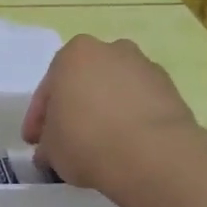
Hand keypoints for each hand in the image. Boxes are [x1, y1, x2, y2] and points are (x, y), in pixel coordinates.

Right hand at [21, 35, 200, 196]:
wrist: (153, 155)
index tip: (35, 143)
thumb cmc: (86, 140)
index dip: (38, 120)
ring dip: (104, 112)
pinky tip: (124, 146)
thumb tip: (50, 151)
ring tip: (99, 145)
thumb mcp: (50, 149)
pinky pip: (140, 104)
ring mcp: (145, 68)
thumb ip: (47, 143)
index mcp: (73, 54)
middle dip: (74, 108)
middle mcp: (111, 50)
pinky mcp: (172, 90)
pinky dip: (130, 120)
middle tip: (66, 139)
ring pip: (114, 91)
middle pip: (83, 83)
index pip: (47, 90)